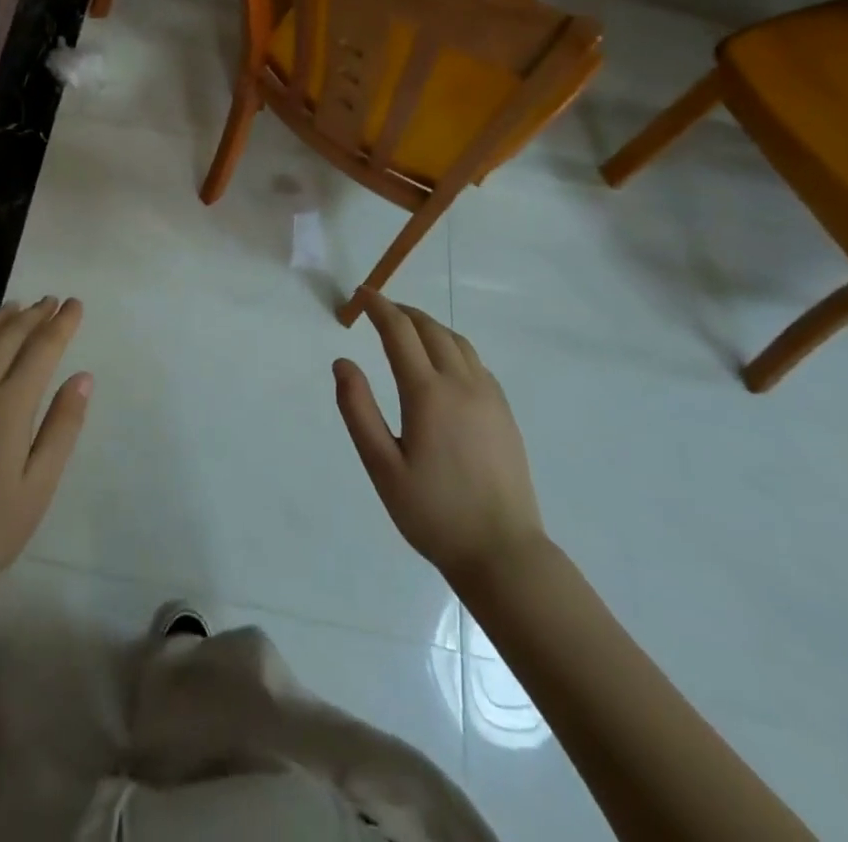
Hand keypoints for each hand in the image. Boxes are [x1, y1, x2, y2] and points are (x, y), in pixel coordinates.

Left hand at [0, 298, 91, 600]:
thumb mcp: (41, 482)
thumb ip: (63, 426)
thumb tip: (82, 377)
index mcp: (10, 405)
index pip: (42, 349)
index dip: (61, 324)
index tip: (75, 305)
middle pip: (8, 336)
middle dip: (33, 314)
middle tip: (51, 301)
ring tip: (17, 306)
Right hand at [334, 293, 546, 588]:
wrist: (503, 553)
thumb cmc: (433, 512)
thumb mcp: (381, 465)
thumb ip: (357, 409)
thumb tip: (342, 362)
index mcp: (428, 393)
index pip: (399, 331)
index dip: (378, 307)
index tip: (361, 295)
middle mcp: (461, 384)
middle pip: (431, 329)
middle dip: (402, 311)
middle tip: (378, 309)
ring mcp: (489, 397)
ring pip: (457, 342)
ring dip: (429, 326)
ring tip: (407, 329)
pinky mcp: (504, 413)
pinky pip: (476, 362)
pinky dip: (452, 347)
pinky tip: (441, 363)